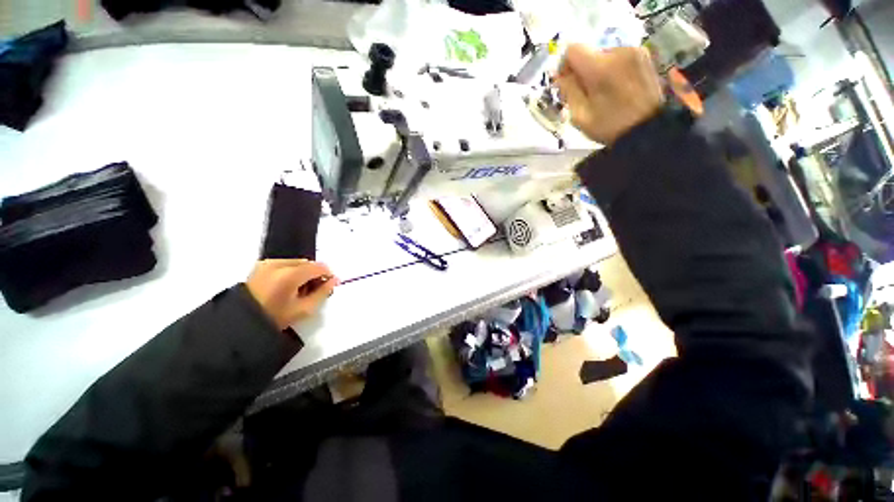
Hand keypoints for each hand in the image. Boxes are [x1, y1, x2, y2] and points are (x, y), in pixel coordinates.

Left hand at [246, 259, 338, 329]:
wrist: (241, 322)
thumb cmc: (275, 318)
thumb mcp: (304, 309)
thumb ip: (323, 292)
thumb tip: (334, 280)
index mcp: (290, 275)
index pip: (319, 267)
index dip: (328, 275)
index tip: (328, 286)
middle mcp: (279, 264)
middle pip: (308, 263)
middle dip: (314, 274)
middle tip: (312, 291)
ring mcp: (268, 263)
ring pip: (297, 262)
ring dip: (303, 273)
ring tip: (298, 290)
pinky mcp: (261, 265)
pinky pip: (285, 263)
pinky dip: (292, 271)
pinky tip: (287, 286)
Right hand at [555, 45, 664, 145]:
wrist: (646, 128)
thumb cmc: (609, 126)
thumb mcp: (580, 116)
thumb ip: (569, 92)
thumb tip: (561, 76)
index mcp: (600, 68)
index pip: (573, 50)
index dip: (565, 65)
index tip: (566, 81)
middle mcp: (618, 52)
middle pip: (589, 52)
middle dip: (582, 70)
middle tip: (585, 92)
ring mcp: (634, 51)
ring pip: (603, 55)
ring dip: (598, 70)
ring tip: (603, 91)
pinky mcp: (644, 55)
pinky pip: (618, 57)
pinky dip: (612, 69)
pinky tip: (616, 87)